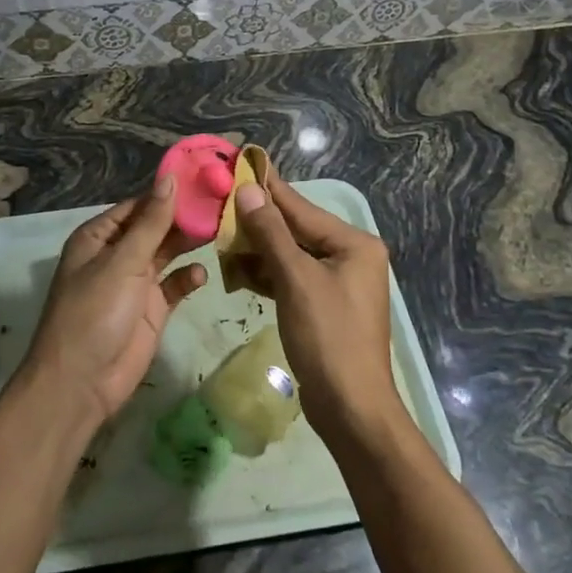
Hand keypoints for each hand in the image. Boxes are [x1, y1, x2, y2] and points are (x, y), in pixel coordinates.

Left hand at [23, 175, 205, 431]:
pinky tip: (201, 274)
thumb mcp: (122, 262)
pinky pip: (175, 285)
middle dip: (185, 217)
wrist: (81, 383)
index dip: (169, 192)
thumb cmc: (94, 313)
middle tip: (224, 202)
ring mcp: (135, 283)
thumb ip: (151, 222)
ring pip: (168, 253)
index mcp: (99, 237)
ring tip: (222, 229)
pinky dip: (188, 278)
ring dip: (190, 243)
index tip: (206, 177)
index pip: (139, 205)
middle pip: (156, 227)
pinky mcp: (152, 310)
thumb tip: (169, 178)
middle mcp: (117, 255)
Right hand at [234, 172, 399, 440]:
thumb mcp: (296, 280)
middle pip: (295, 229)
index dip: (268, 187)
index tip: (241, 163)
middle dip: (257, 221)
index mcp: (353, 243)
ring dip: (257, 250)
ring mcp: (337, 283)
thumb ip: (271, 233)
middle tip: (219, 201)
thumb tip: (249, 191)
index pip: (301, 207)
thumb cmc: (328, 338)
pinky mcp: (323, 306)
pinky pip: (291, 278)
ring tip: (219, 235)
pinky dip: (266, 275)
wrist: (352, 409)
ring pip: (290, 255)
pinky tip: (236, 271)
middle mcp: (349, 256)